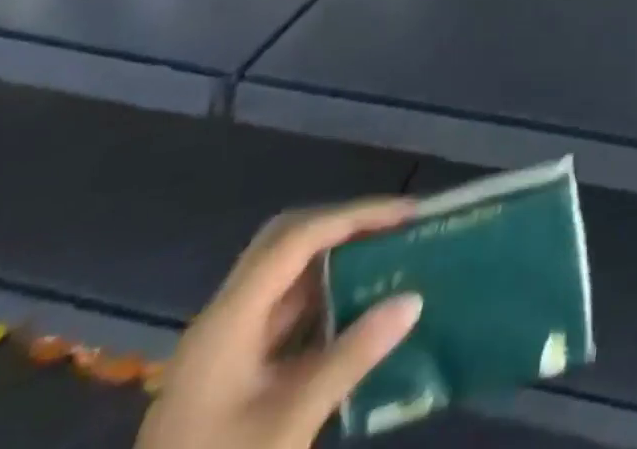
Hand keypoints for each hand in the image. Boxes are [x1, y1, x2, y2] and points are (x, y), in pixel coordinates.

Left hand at [138, 198, 425, 448]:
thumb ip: (352, 356)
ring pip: (285, 275)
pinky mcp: (231, 374)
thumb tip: (414, 299)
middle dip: (345, 225)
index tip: (407, 213)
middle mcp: (223, 319)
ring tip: (389, 255)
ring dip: (336, 258)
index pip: (299, 238)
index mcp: (228, 320)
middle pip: (287, 242)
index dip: (356, 216)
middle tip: (397, 226)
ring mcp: (223, 347)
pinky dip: (324, 296)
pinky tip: (359, 307)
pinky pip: (284, 311)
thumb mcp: (289, 423)